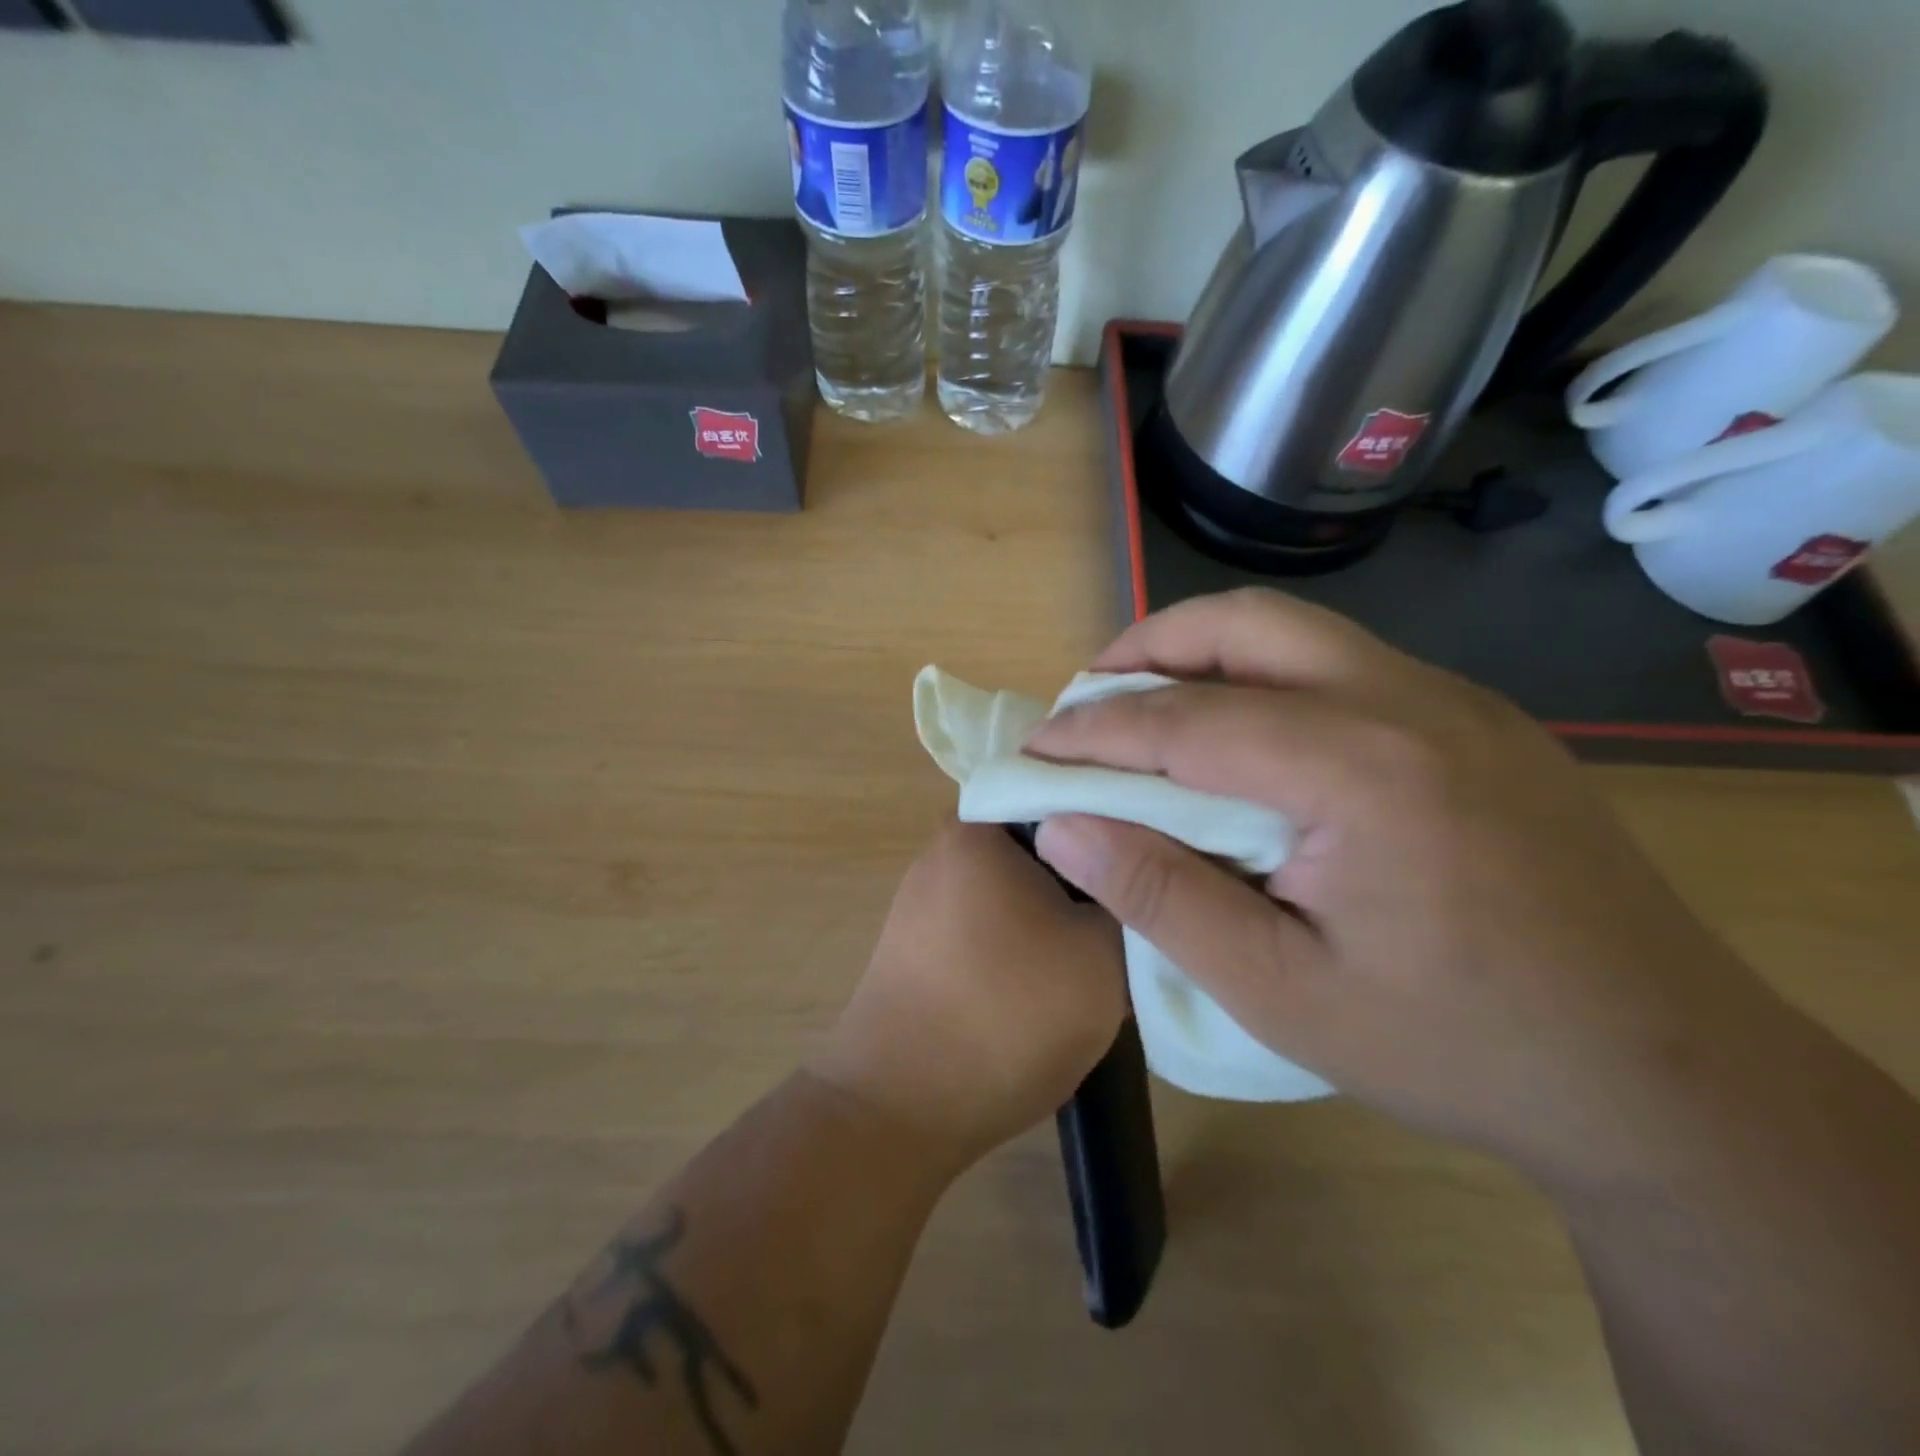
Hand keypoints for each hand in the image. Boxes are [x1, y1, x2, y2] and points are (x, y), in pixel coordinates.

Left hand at [811, 821, 1126, 1171]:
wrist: (900, 1108)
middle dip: (1090, 872)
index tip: (1158, 857)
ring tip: (1100, 950)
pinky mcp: (920, 941)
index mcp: (979, 827)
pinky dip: (1024, 938)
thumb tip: (1129, 873)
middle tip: (1135, 910)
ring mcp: (925, 896)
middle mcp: (944, 847)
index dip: (1120, 821)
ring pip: (1018, 884)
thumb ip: (1127, 897)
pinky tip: (1048, 978)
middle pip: (1042, 840)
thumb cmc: (1007, 1015)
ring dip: (1058, 910)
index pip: (1067, 792)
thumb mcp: (1102, 954)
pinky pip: (990, 919)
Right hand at [1025, 589, 1787, 1185]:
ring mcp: (1457, 702)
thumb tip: (1062, 827)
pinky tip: (1247, 742)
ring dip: (1206, 656)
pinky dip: (1266, 680)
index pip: (1186, 720)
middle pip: (1246, 625)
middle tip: (1087, 702)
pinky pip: (1344, 667)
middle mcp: (1411, 702)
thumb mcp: (1279, 990)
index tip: (1032, 749)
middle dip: (1147, 650)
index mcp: (1361, 769)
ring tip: (1150, 710)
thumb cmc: (1456, 1045)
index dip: (1094, 731)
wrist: (1666, 1079)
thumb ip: (1159, 896)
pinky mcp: (1480, 722)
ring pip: (1299, 634)